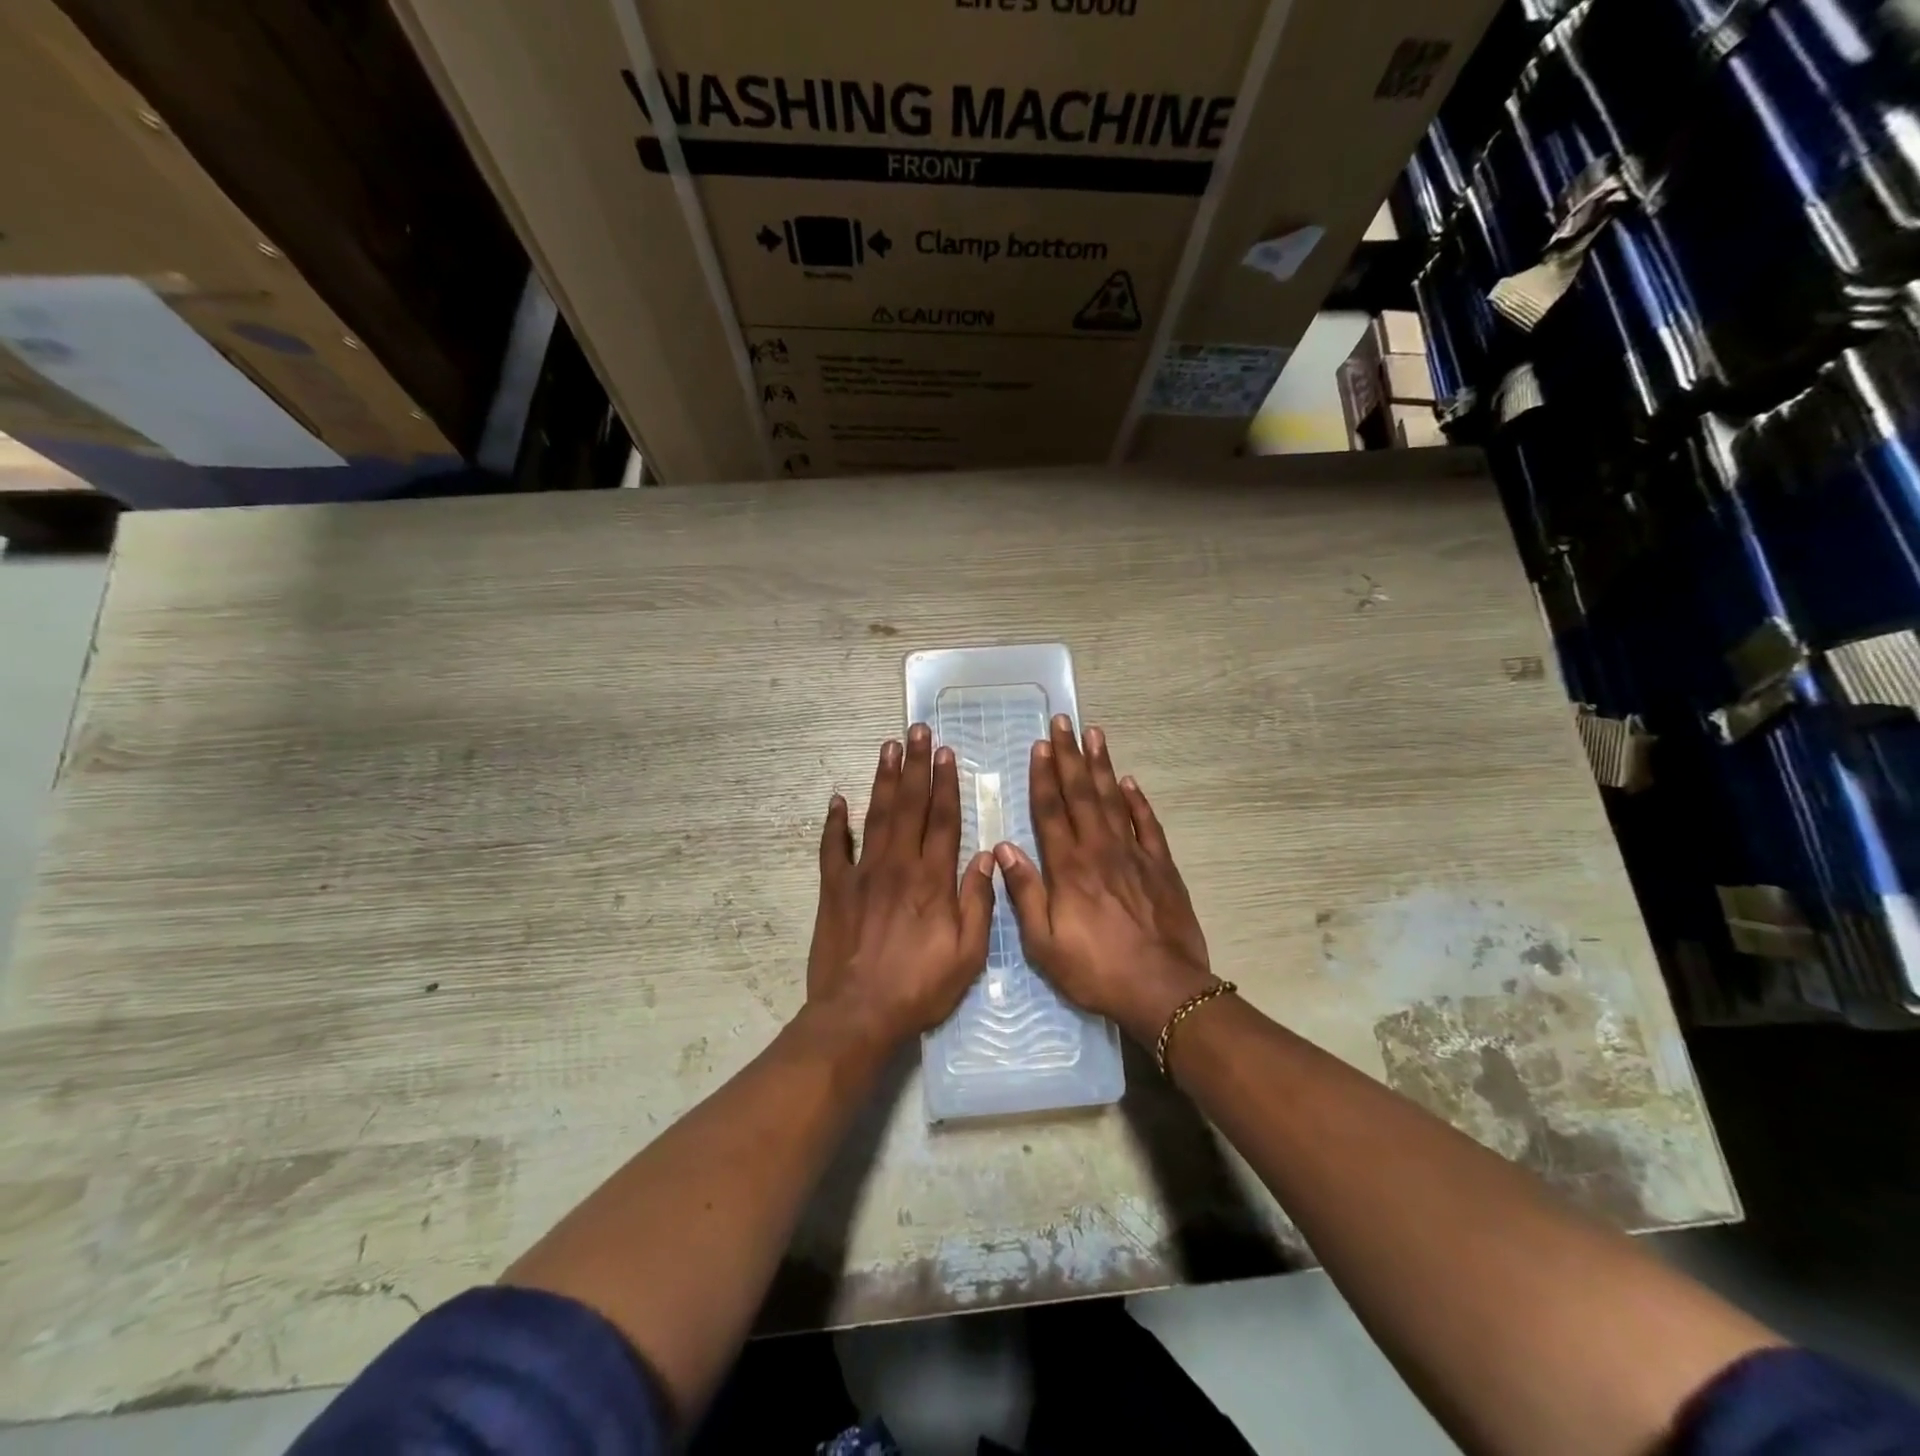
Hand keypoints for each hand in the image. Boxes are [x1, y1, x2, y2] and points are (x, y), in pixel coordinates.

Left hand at [806, 726, 996, 1049]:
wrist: (859, 1013)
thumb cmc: (920, 987)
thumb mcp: (968, 954)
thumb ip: (978, 903)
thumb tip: (985, 858)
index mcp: (933, 879)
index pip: (943, 820)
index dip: (946, 784)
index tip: (945, 753)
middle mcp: (898, 866)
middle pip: (909, 806)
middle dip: (915, 766)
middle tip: (916, 730)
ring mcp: (862, 874)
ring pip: (876, 816)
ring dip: (884, 780)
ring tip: (888, 747)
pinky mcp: (834, 889)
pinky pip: (833, 849)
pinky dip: (834, 823)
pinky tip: (837, 800)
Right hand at [994, 716, 1217, 1046]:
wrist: (1162, 989)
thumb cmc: (1096, 970)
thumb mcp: (1044, 944)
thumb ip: (1024, 894)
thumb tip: (1002, 849)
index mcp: (1068, 868)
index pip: (1051, 811)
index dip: (1043, 776)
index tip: (1040, 746)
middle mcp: (1099, 850)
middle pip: (1081, 794)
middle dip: (1070, 756)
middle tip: (1064, 721)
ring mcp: (1134, 855)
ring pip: (1113, 800)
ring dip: (1101, 766)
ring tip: (1095, 734)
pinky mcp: (1161, 867)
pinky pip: (1147, 824)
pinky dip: (1137, 801)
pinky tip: (1128, 782)